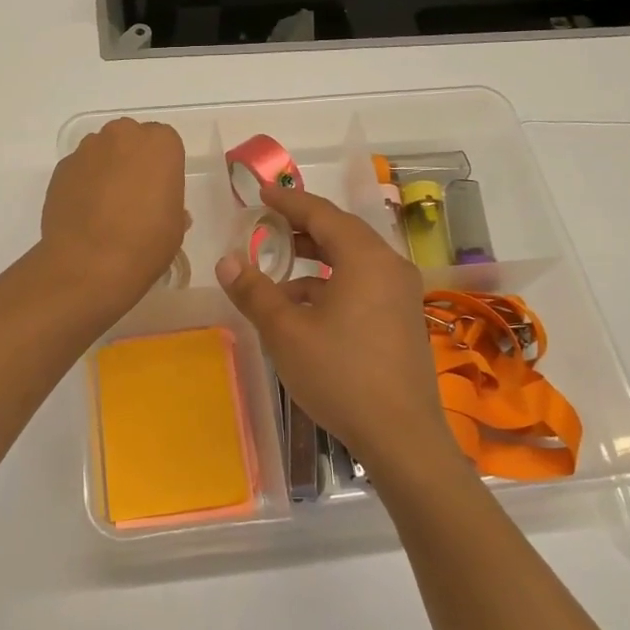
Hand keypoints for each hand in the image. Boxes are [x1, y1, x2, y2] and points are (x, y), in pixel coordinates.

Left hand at [39, 118, 187, 312]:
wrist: (88, 264)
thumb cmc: (145, 243)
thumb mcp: (174, 227)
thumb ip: (170, 204)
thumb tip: (159, 206)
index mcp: (159, 144)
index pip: (165, 142)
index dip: (163, 166)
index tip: (160, 190)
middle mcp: (122, 135)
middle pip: (130, 139)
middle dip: (133, 159)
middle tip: (134, 195)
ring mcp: (86, 150)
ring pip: (102, 152)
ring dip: (106, 169)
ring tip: (106, 207)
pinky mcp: (61, 169)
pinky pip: (79, 169)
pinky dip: (83, 183)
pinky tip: (85, 213)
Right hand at [216, 184, 465, 481]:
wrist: (401, 435)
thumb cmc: (340, 375)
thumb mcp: (285, 332)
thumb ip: (254, 291)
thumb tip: (226, 261)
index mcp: (365, 258)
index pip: (322, 213)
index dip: (289, 202)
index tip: (263, 194)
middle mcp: (390, 266)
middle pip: (342, 232)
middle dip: (304, 227)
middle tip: (270, 226)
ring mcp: (402, 294)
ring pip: (354, 260)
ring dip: (317, 259)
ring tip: (281, 269)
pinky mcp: (403, 318)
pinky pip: (364, 283)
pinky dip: (333, 283)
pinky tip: (306, 308)